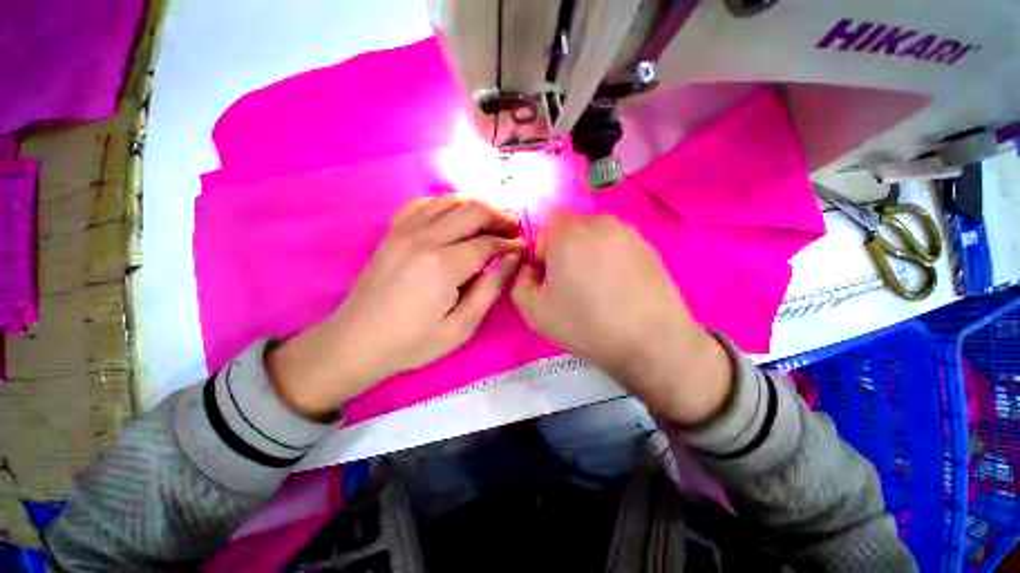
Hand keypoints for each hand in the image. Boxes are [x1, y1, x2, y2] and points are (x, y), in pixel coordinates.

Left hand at [268, 196, 523, 418]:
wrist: (357, 342)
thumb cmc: (413, 342)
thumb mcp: (461, 327)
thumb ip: (490, 289)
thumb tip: (512, 259)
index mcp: (443, 265)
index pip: (487, 243)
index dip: (509, 243)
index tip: (523, 247)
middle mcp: (424, 238)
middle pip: (471, 211)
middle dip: (498, 215)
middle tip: (513, 226)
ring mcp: (404, 231)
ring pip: (448, 201)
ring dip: (475, 204)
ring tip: (491, 217)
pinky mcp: (392, 232)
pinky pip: (422, 203)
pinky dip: (445, 203)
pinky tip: (454, 215)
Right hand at [511, 212, 732, 425]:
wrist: (650, 341)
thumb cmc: (585, 323)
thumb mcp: (534, 311)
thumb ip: (519, 283)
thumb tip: (531, 270)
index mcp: (568, 233)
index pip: (547, 225)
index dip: (543, 250)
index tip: (549, 275)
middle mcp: (599, 223)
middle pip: (572, 228)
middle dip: (565, 250)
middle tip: (571, 283)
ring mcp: (628, 233)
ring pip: (596, 236)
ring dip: (589, 254)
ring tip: (597, 287)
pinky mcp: (649, 247)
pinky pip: (618, 246)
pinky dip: (612, 260)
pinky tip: (619, 288)